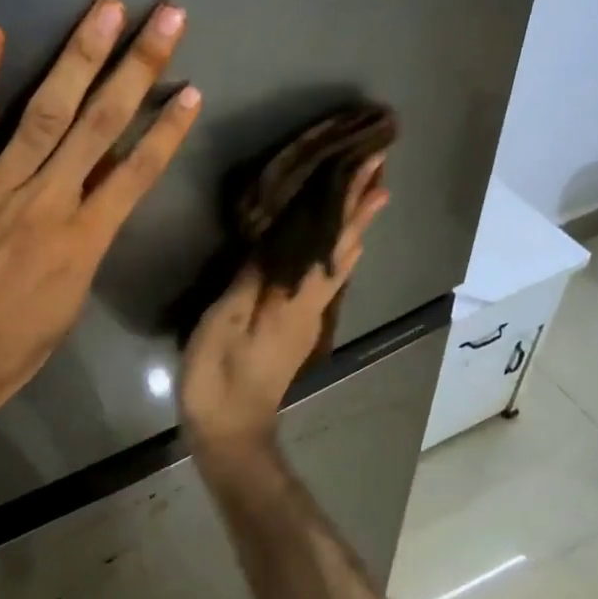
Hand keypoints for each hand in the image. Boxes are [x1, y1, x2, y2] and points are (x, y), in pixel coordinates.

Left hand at [0, 0, 200, 466]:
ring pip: (45, 112)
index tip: (191, 89)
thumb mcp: (70, 297)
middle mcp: (48, 202)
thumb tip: (103, 188)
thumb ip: (87, 236)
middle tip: (165, 17)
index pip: (136, 172)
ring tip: (105, 10)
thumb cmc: (13, 346)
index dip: (166, 129)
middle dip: (137, 67)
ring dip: (78, 57)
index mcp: (84, 240)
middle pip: (100, 125)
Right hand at [179, 155, 389, 461]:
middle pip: (342, 250)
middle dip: (359, 208)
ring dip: (353, 228)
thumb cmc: (220, 377)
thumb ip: (250, 279)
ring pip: (338, 264)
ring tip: (368, 196)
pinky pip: (323, 278)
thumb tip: (274, 236)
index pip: (330, 242)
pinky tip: (336, 248)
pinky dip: (336, 252)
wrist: (230, 431)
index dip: (350, 204)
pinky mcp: (295, 328)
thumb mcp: (225, 323)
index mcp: (295, 300)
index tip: (372, 167)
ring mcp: (306, 319)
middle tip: (377, 169)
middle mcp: (310, 305)